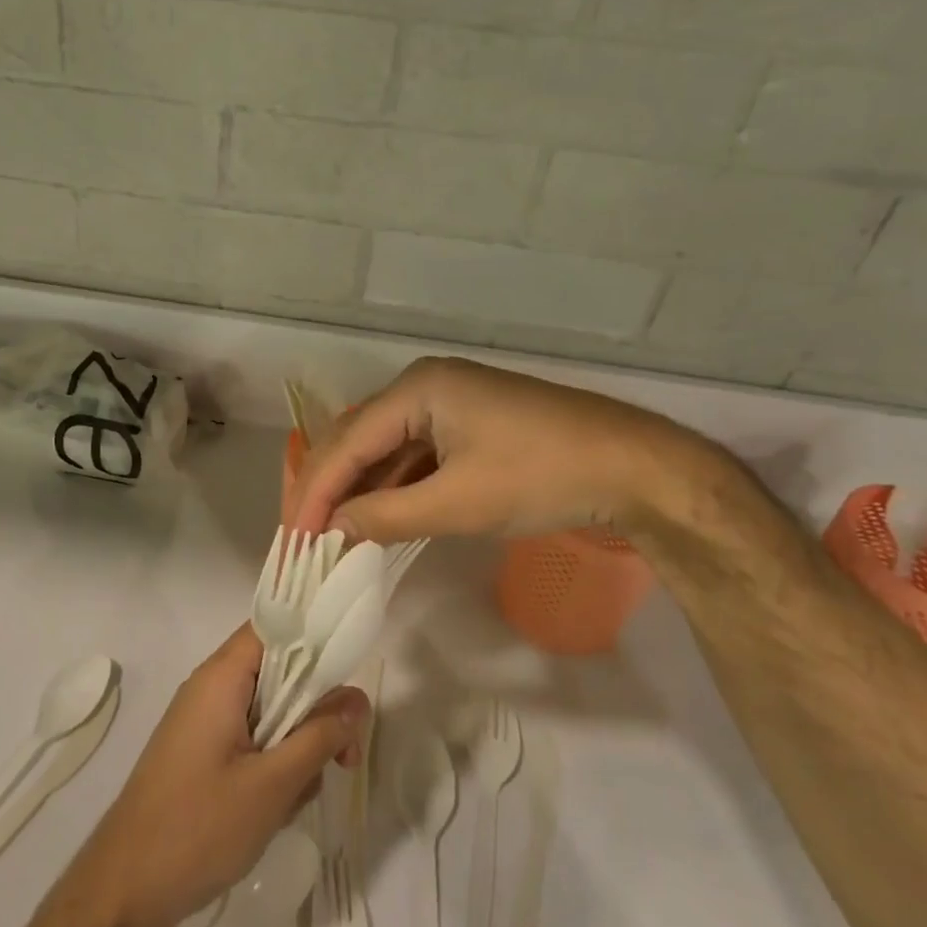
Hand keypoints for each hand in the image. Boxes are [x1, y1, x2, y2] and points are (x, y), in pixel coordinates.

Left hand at [69, 625, 368, 926]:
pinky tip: (275, 808)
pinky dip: (271, 764)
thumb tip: (359, 699)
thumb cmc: (198, 827)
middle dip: (315, 711)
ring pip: (269, 712)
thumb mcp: (273, 784)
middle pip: (278, 673)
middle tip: (343, 758)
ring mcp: (204, 722)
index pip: (275, 627)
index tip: (350, 677)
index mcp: (221, 676)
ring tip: (300, 795)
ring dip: (294, 745)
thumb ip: (320, 736)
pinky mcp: (202, 754)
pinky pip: (250, 739)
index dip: (316, 640)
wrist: (124, 890)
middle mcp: (211, 687)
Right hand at [286, 356, 713, 542]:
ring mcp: (447, 403)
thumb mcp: (458, 502)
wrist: (633, 468)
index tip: (293, 540)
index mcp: (417, 389)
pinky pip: (414, 454)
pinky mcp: (466, 424)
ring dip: (360, 490)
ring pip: (385, 448)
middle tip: (303, 537)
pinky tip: (377, 516)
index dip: (315, 492)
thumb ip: (386, 515)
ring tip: (331, 533)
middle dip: (329, 488)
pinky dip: (393, 486)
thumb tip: (331, 530)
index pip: (346, 442)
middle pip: (358, 438)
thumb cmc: (541, 476)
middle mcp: (423, 387)